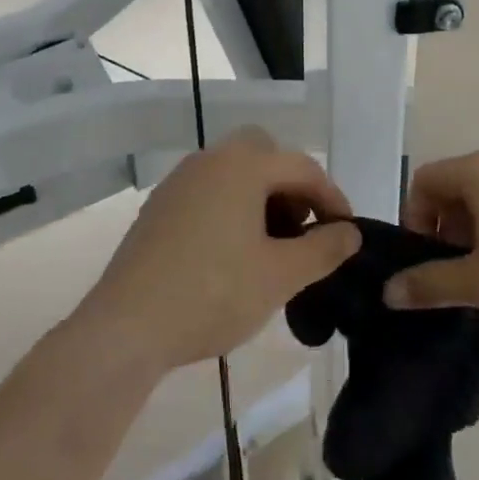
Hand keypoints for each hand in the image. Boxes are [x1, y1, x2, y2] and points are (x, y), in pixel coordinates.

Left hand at [76, 127, 361, 372]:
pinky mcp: (159, 207)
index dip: (332, 197)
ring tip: (271, 246)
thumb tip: (351, 233)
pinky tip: (232, 253)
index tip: (346, 232)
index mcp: (242, 166)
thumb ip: (324, 249)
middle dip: (291, 186)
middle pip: (264, 154)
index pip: (302, 167)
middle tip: (302, 228)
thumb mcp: (280, 275)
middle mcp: (209, 160)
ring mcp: (179, 182)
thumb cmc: (213, 293)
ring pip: (233, 172)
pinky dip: (232, 207)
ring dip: (261, 196)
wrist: (127, 325)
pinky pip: (208, 191)